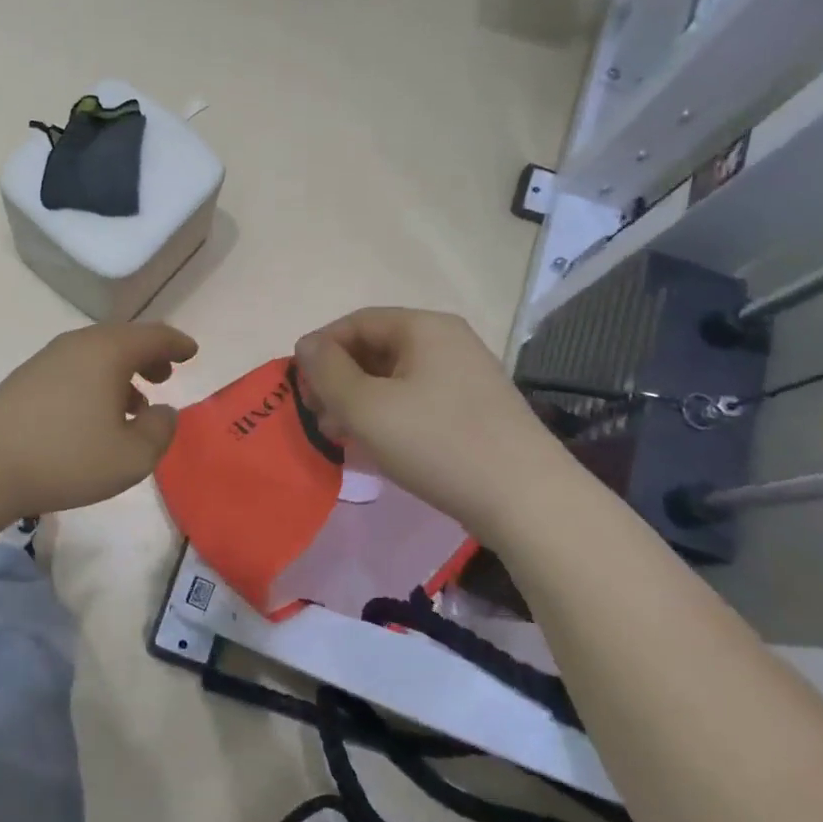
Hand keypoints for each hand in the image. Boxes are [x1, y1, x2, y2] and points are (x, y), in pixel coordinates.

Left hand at [0, 322, 198, 517]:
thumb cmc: (68, 458)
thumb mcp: (132, 456)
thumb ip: (160, 430)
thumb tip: (164, 411)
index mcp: (108, 351)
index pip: (153, 336)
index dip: (177, 343)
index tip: (192, 352)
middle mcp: (78, 344)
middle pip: (123, 340)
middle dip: (148, 356)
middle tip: (165, 375)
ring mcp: (48, 359)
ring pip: (96, 355)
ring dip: (121, 371)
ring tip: (135, 402)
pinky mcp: (27, 378)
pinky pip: (75, 368)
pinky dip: (96, 381)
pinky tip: (95, 413)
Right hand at [293, 308, 566, 539]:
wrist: (526, 499)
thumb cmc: (437, 443)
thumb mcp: (366, 407)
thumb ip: (327, 371)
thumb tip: (306, 345)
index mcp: (424, 327)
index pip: (356, 322)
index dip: (320, 349)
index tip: (296, 385)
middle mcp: (447, 341)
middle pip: (375, 348)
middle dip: (337, 379)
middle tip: (316, 415)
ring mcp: (465, 376)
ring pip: (394, 377)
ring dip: (358, 401)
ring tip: (339, 435)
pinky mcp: (473, 409)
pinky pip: (416, 400)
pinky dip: (387, 415)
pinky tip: (373, 446)